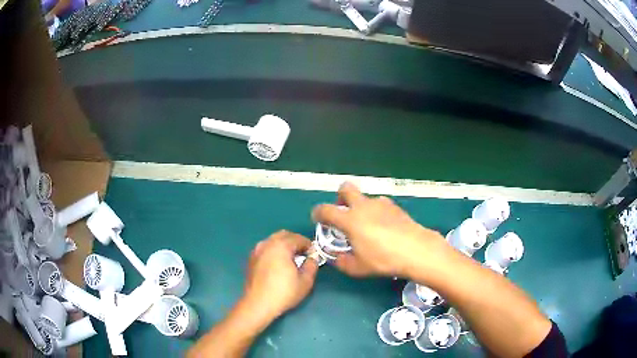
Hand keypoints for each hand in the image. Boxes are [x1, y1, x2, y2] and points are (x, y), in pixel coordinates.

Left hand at [243, 230, 318, 319]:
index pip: (298, 238)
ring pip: (273, 240)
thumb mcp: (305, 281)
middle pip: (284, 235)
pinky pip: (266, 248)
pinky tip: (278, 264)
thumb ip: (312, 265)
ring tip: (291, 259)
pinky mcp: (251, 259)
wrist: (258, 304)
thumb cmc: (284, 292)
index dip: (308, 245)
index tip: (314, 254)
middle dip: (296, 242)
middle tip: (303, 254)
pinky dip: (274, 250)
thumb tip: (312, 257)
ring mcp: (257, 250)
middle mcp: (267, 244)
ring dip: (284, 245)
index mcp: (281, 246)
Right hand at [312, 182, 449, 278]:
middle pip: (345, 188)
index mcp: (349, 220)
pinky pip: (380, 204)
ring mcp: (380, 203)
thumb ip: (342, 262)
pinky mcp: (395, 206)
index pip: (325, 210)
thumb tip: (337, 258)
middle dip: (340, 197)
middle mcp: (363, 206)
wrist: (415, 250)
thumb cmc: (383, 259)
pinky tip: (384, 226)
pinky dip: (377, 211)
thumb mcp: (358, 268)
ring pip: (365, 197)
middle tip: (343, 212)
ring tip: (367, 224)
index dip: (318, 213)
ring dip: (361, 206)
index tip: (318, 219)